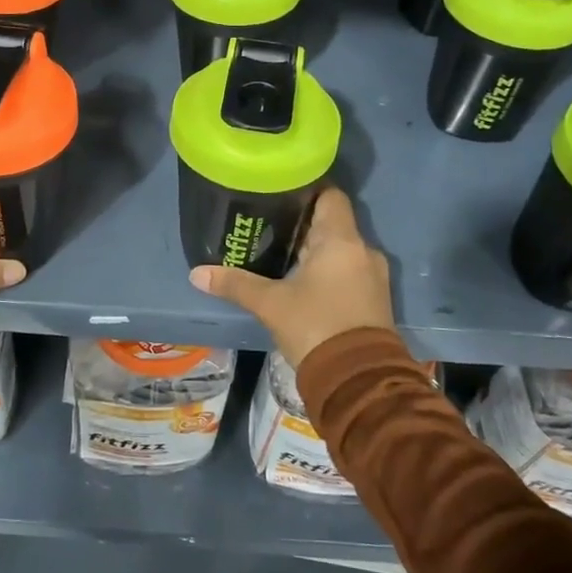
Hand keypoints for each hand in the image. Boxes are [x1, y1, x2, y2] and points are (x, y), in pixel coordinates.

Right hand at [188, 187, 393, 370]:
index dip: (307, 189)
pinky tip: (301, 282)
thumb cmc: (316, 327)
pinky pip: (348, 271)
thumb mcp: (270, 305)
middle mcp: (363, 250)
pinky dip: (327, 271)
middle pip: (332, 222)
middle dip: (302, 224)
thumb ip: (236, 284)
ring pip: (340, 250)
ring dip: (315, 251)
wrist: (359, 382)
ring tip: (280, 254)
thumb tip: (197, 273)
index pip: (330, 195)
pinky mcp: (375, 300)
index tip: (280, 193)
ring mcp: (372, 276)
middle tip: (268, 225)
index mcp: (341, 240)